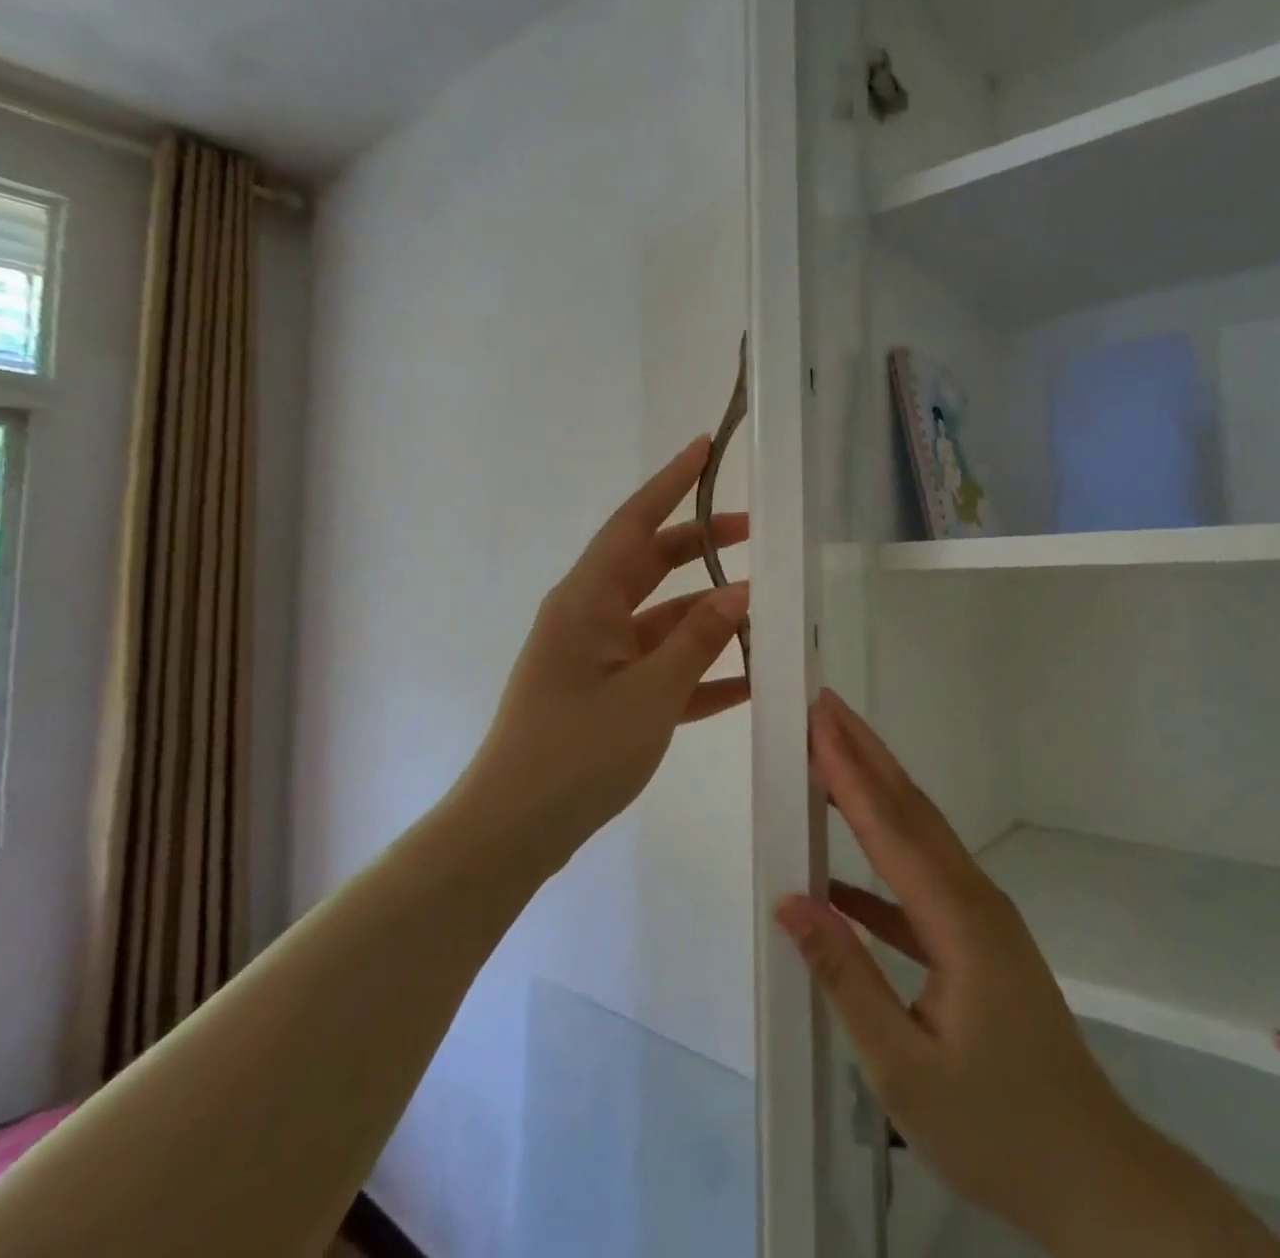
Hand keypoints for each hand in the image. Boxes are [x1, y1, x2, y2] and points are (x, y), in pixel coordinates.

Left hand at [471, 437, 750, 870]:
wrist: (514, 831)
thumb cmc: (577, 751)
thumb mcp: (650, 693)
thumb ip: (698, 640)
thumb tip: (741, 593)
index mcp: (587, 600)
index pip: (635, 523)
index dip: (671, 484)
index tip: (705, 449)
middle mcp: (589, 617)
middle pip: (653, 566)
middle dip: (703, 549)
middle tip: (757, 534)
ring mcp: (597, 658)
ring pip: (662, 621)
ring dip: (709, 619)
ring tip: (766, 615)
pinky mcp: (606, 696)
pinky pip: (659, 669)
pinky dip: (698, 671)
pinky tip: (745, 682)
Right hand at [776, 691, 1123, 1251]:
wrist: (1093, 1174)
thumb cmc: (997, 1129)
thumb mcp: (904, 1069)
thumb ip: (847, 977)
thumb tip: (790, 901)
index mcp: (958, 919)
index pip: (889, 826)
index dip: (849, 770)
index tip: (819, 721)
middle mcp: (973, 897)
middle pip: (910, 808)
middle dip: (865, 753)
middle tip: (826, 707)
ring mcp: (980, 916)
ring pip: (919, 836)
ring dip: (875, 791)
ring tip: (832, 756)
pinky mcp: (979, 939)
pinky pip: (921, 883)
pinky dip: (881, 863)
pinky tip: (840, 878)